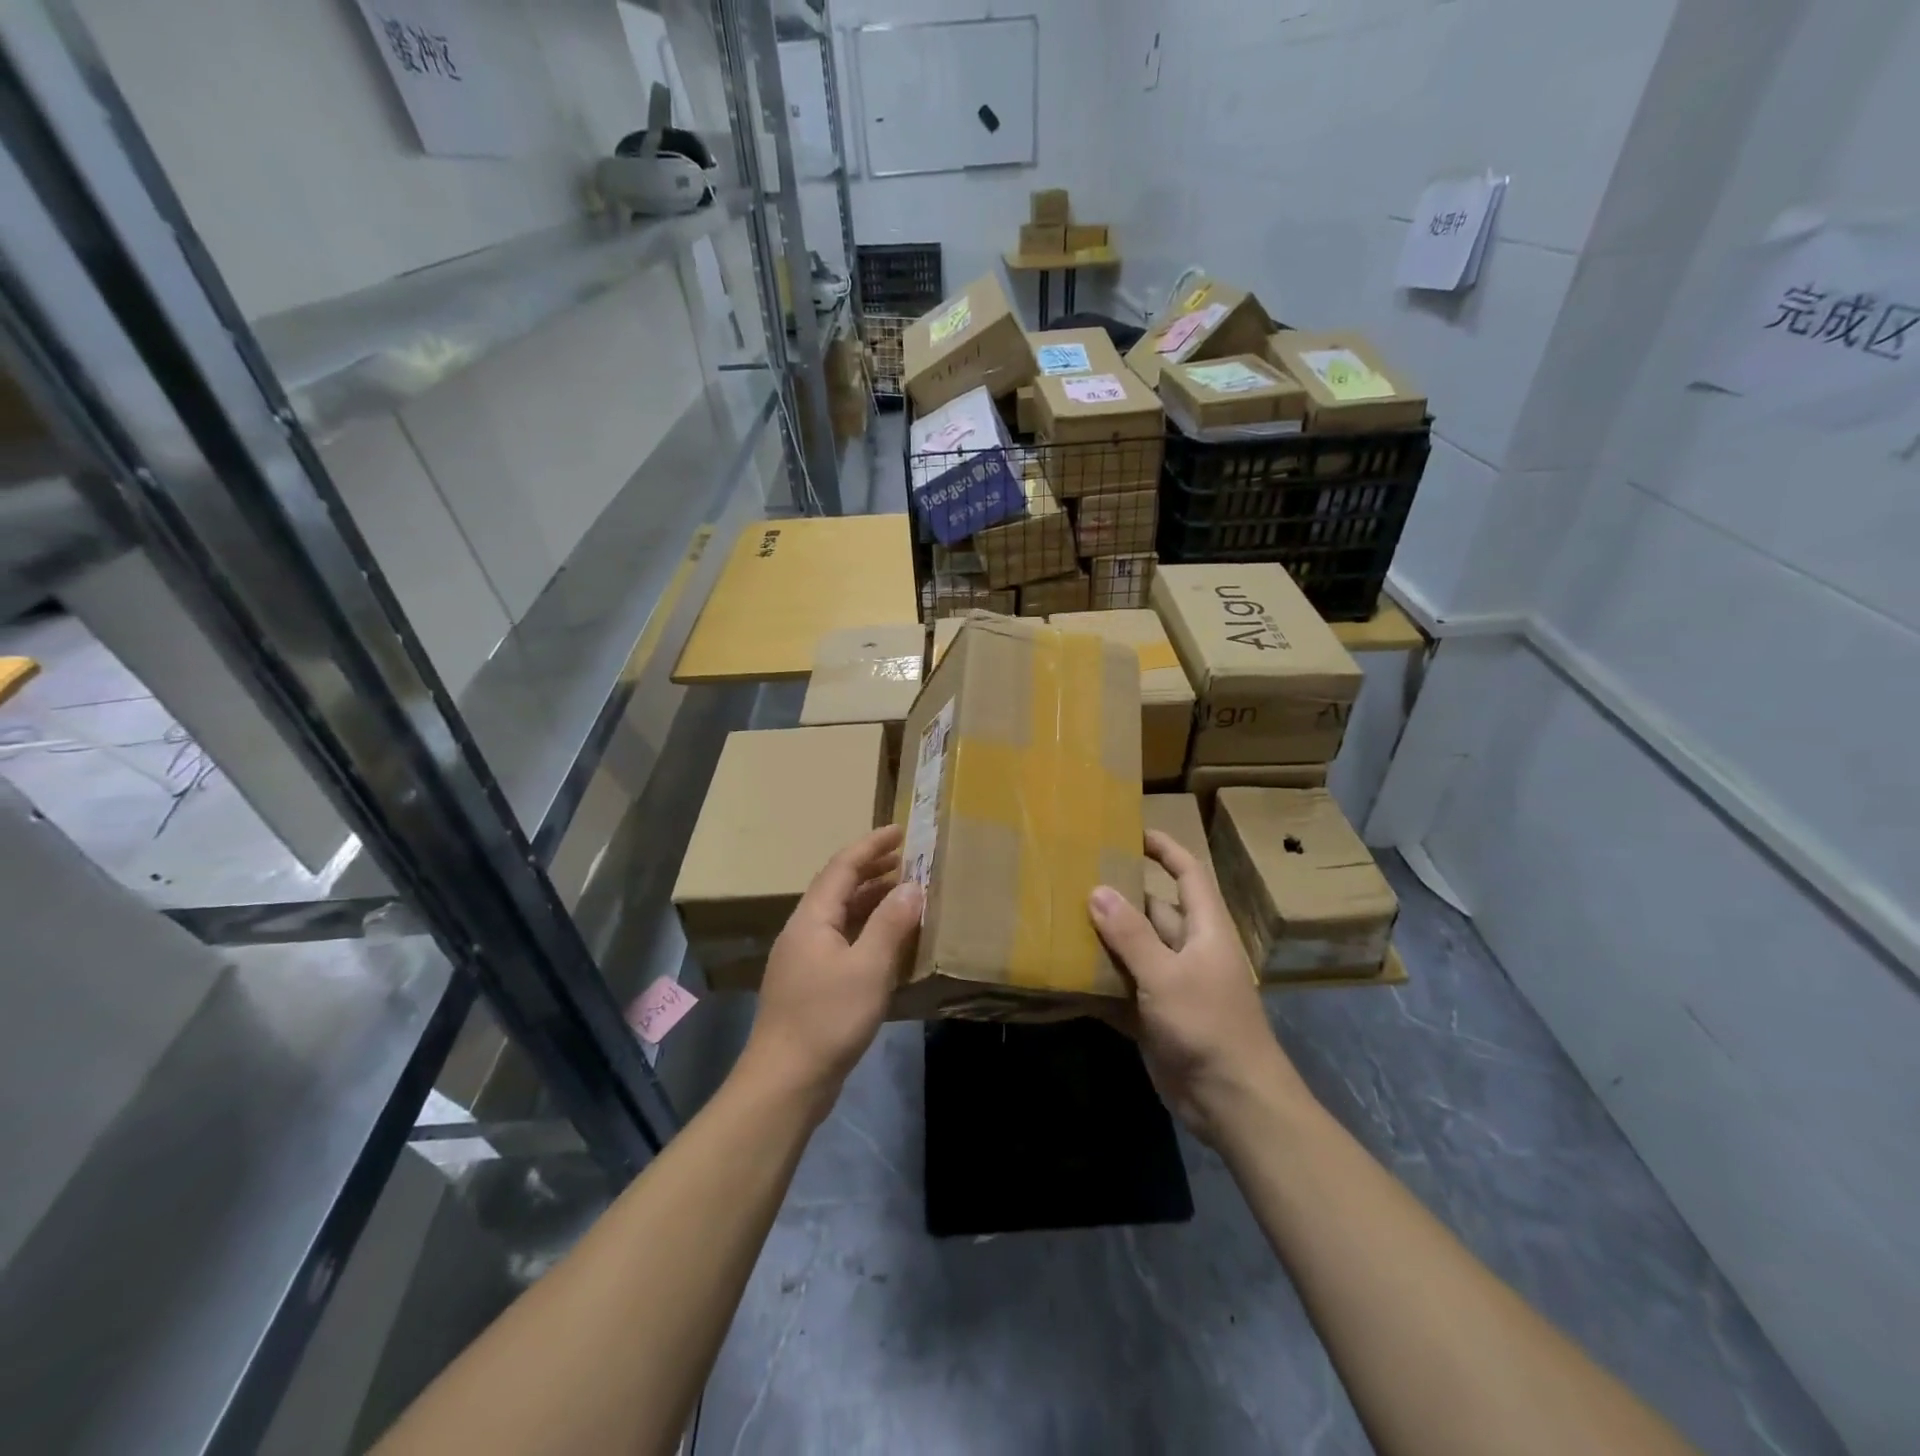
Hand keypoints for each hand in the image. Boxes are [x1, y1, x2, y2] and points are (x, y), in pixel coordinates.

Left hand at [740, 825, 922, 1117]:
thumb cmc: (828, 1018)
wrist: (786, 1081)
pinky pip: (842, 941)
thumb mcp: (868, 967)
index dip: (871, 846)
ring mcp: (804, 959)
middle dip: (873, 870)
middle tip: (908, 859)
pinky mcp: (810, 984)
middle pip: (838, 888)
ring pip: (840, 916)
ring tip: (904, 894)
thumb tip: (913, 886)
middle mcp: (804, 931)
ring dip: (871, 900)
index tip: (901, 831)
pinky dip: (867, 930)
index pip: (842, 867)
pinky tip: (888, 943)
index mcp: (812, 918)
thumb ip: (891, 923)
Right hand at [1089, 830, 1311, 1143]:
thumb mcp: (1167, 975)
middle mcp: (1189, 950)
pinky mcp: (1156, 1017)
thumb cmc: (1208, 1026)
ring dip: (1104, 941)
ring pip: (1134, 951)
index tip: (1131, 831)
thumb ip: (1131, 934)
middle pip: (1153, 911)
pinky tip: (1067, 976)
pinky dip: (1100, 983)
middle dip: (1119, 896)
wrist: (1232, 1103)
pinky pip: (1124, 989)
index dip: (1164, 848)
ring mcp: (1172, 985)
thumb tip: (1097, 890)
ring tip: (1060, 919)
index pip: (1187, 873)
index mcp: (1205, 929)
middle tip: (1073, 879)